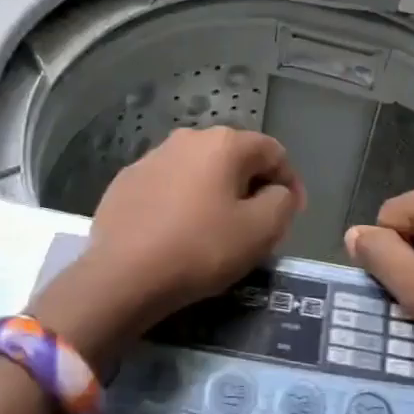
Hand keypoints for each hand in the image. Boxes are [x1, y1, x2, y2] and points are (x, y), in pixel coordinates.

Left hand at [29, 127, 304, 362]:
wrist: (122, 275)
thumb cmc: (200, 249)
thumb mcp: (260, 231)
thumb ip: (282, 202)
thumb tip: (279, 191)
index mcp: (224, 143)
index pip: (273, 152)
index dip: (290, 182)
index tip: (291, 215)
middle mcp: (188, 138)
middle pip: (234, 157)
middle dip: (251, 186)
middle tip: (256, 224)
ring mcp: (152, 157)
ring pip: (199, 170)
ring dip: (215, 192)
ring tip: (216, 229)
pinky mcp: (126, 181)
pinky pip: (168, 185)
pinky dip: (182, 201)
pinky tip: (178, 232)